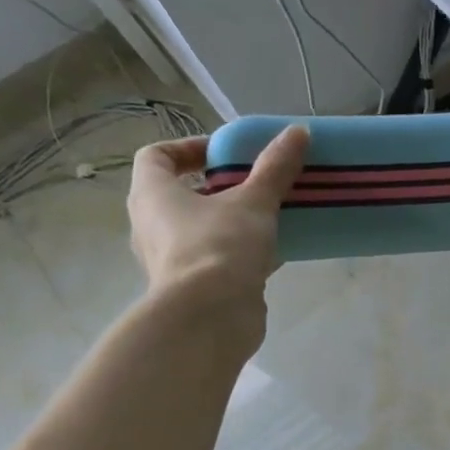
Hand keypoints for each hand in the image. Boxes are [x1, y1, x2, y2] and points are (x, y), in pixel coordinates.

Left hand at [126, 126, 309, 348]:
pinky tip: (273, 252)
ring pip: (199, 230)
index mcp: (152, 194)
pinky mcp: (193, 288)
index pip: (156, 156)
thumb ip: (275, 168)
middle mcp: (152, 225)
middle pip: (179, 194)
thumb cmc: (220, 247)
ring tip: (269, 217)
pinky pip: (216, 259)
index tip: (226, 153)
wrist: (210, 317)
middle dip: (217, 187)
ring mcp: (170, 260)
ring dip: (230, 221)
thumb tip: (298, 131)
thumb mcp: (254, 202)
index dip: (188, 148)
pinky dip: (239, 252)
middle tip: (253, 184)